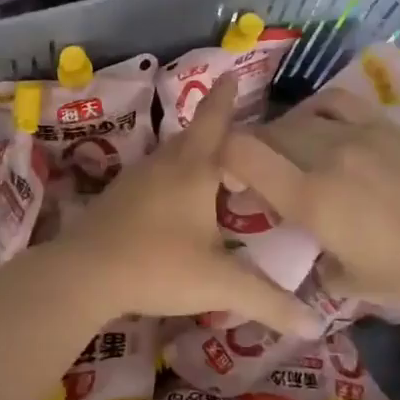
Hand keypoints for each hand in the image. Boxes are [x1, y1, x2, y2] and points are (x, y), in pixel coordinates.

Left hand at [54, 76, 320, 337]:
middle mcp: (164, 165)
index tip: (232, 74)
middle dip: (213, 128)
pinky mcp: (116, 199)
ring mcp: (135, 180)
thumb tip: (315, 325)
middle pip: (192, 136)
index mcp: (194, 170)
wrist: (83, 275)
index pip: (215, 121)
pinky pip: (152, 177)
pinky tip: (173, 201)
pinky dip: (170, 178)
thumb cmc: (158, 266)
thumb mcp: (219, 284)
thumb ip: (268, 301)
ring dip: (190, 154)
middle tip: (237, 132)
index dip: (226, 97)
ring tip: (211, 167)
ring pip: (169, 156)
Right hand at [219, 89, 399, 319]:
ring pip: (302, 117)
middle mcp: (326, 155)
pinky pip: (340, 103)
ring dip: (285, 131)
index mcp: (309, 197)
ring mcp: (360, 134)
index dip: (222, 156)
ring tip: (292, 149)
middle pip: (270, 133)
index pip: (243, 154)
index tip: (226, 175)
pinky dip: (320, 110)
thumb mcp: (354, 283)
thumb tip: (318, 260)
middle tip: (259, 171)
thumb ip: (322, 268)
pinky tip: (325, 124)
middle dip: (254, 149)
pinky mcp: (389, 126)